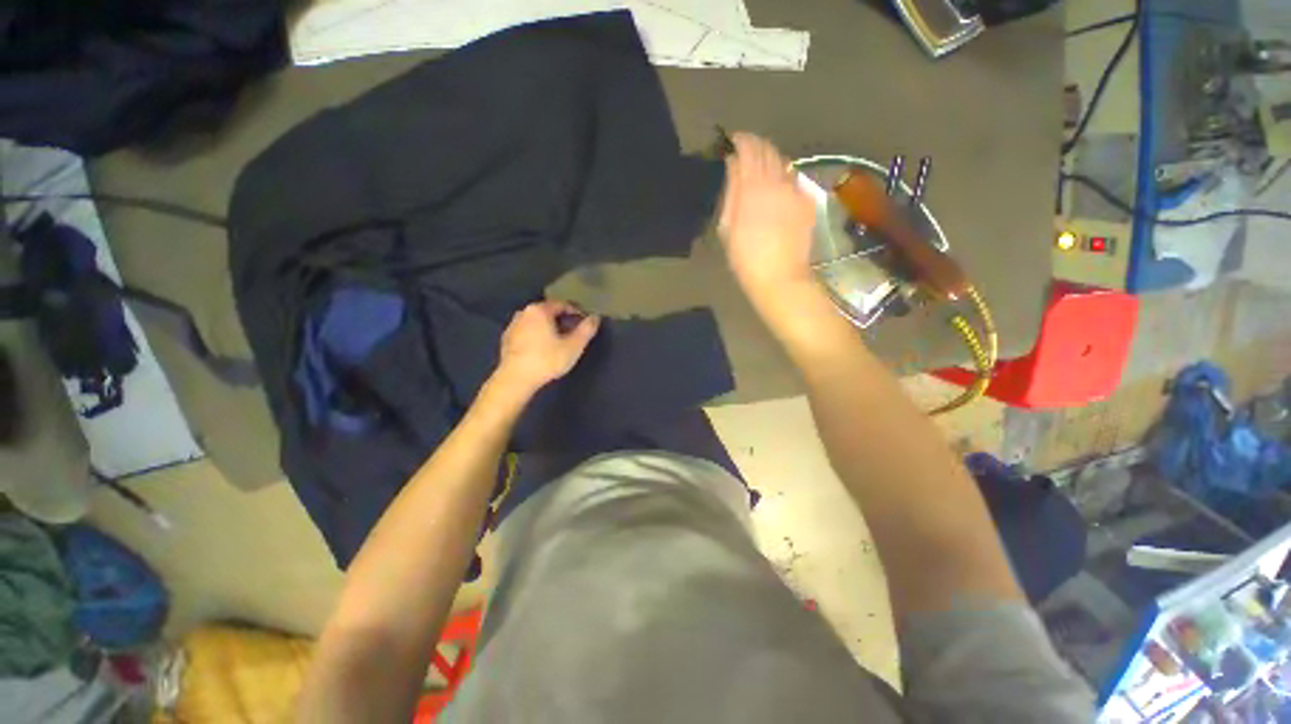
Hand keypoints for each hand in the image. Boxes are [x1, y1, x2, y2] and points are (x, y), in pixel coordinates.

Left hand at [491, 301, 600, 399]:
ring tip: (560, 342)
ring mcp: (513, 325)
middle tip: (574, 334)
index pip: (563, 305)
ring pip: (537, 322)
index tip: (585, 323)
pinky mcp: (507, 339)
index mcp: (540, 310)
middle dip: (563, 320)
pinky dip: (537, 336)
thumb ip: (586, 330)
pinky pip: (527, 332)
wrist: (516, 379)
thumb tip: (595, 317)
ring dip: (549, 328)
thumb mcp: (573, 346)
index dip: (576, 312)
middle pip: (549, 312)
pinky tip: (543, 349)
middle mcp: (524, 312)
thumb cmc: (547, 360)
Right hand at [718, 133, 816, 298]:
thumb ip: (731, 190)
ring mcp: (796, 190)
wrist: (779, 276)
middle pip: (769, 150)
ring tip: (760, 169)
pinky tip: (776, 189)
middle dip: (756, 146)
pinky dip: (783, 177)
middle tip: (745, 151)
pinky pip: (794, 179)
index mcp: (753, 186)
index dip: (741, 140)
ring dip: (770, 160)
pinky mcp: (807, 201)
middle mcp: (777, 181)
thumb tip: (733, 163)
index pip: (749, 148)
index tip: (733, 140)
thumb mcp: (727, 226)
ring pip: (783, 162)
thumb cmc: (744, 257)